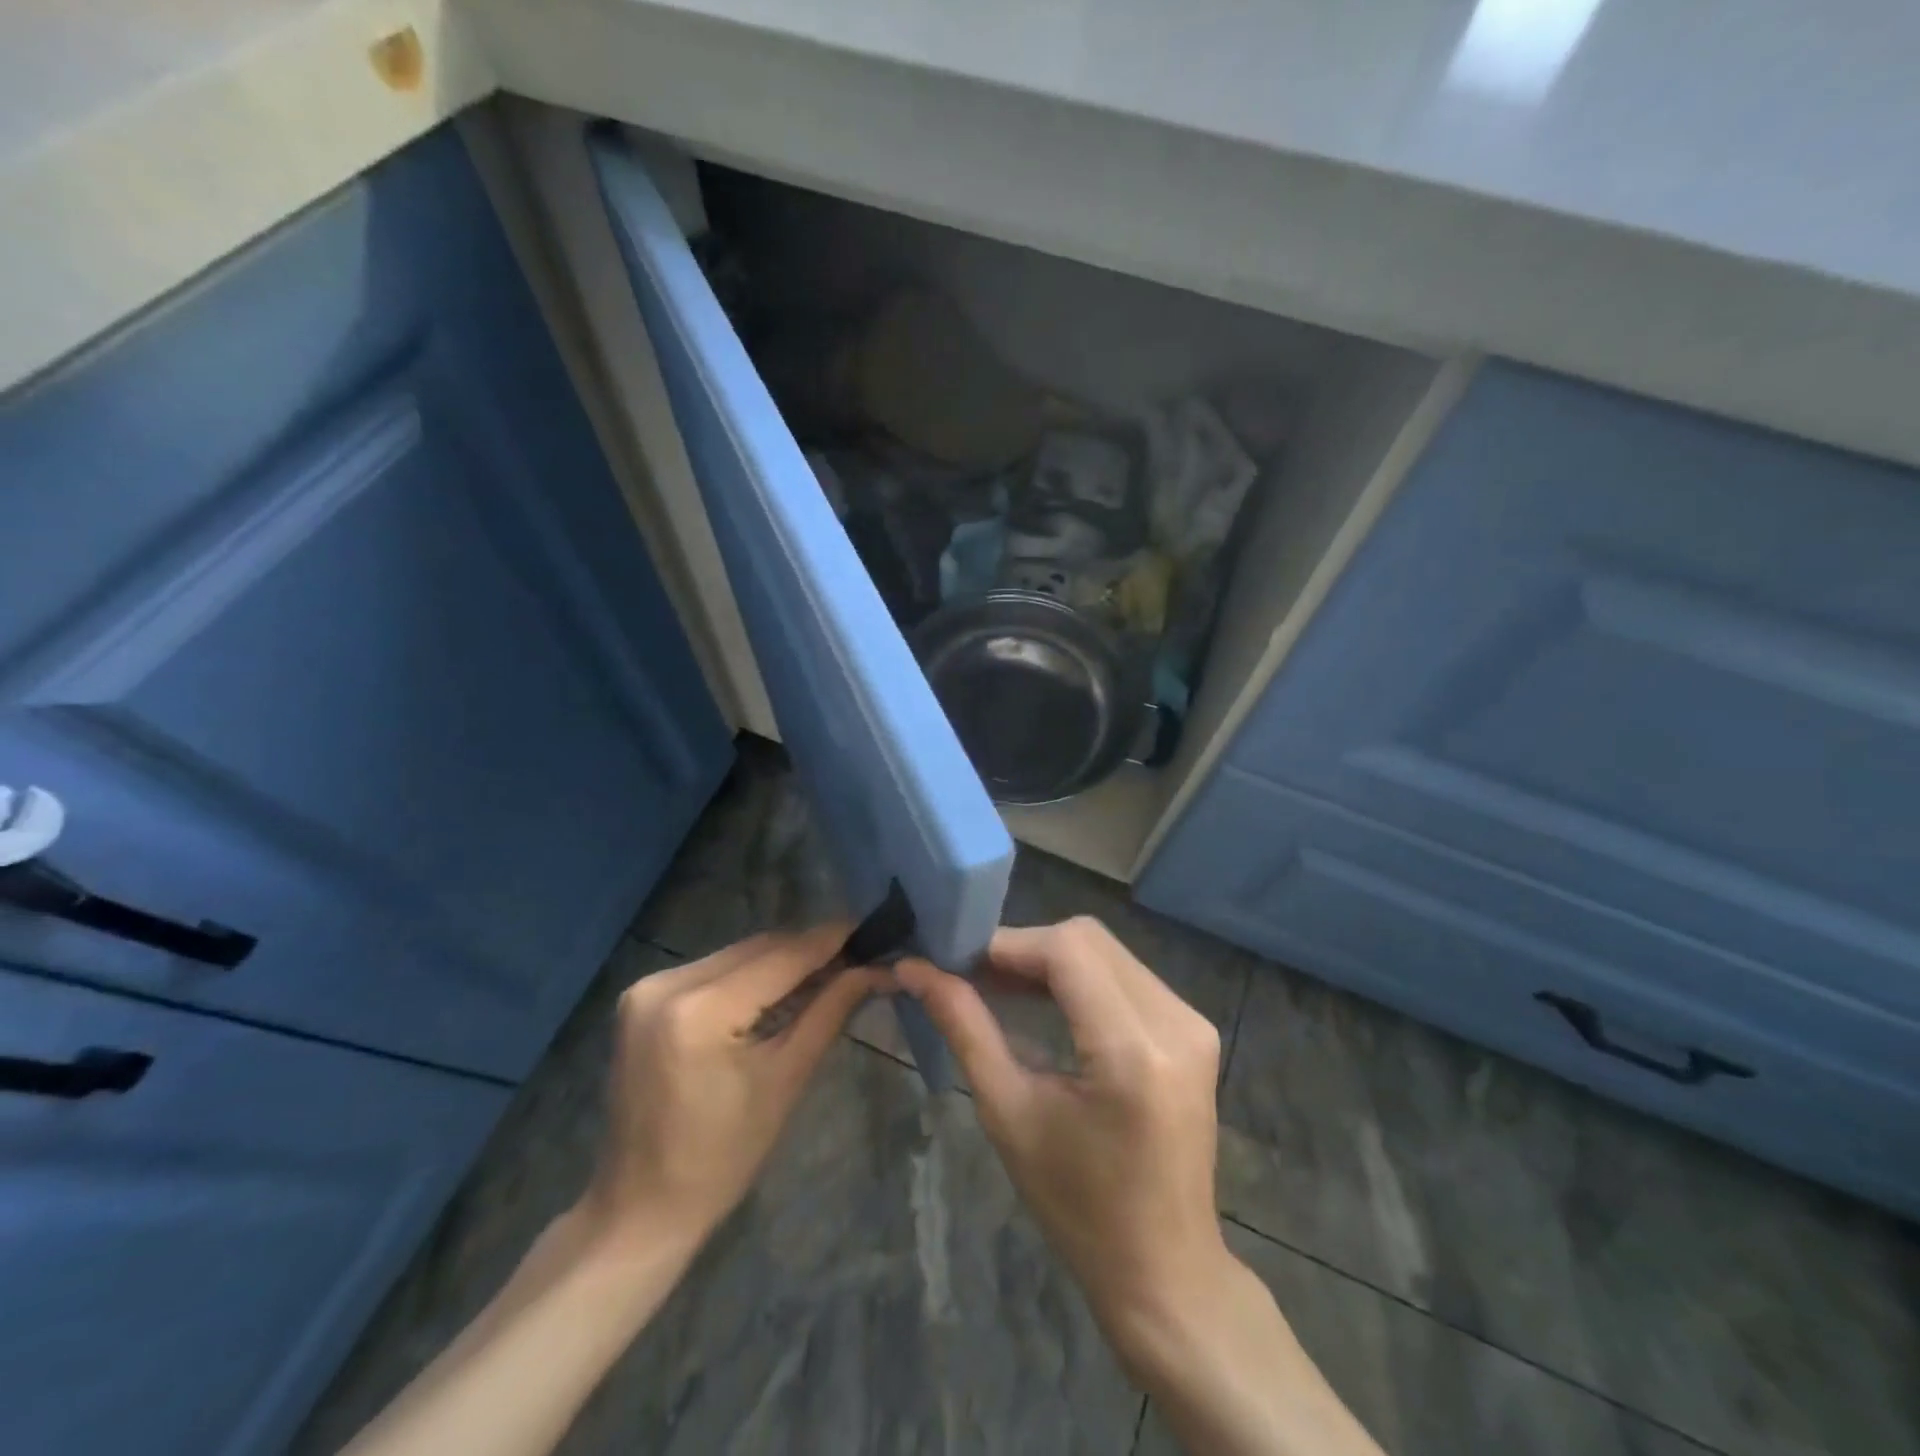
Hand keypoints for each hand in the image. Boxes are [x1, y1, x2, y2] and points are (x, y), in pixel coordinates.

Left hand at [582, 926, 888, 1251]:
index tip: (871, 928)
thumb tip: (874, 969)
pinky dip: (749, 975)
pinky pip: (712, 970)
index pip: (781, 956)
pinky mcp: (642, 998)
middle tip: (857, 955)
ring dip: (780, 960)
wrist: (640, 1207)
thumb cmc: (722, 1158)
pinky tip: (779, 988)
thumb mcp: (786, 1079)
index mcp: (700, 1010)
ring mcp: (647, 988)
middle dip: (808, 950)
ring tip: (827, 970)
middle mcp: (667, 984)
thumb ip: (830, 1011)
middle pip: (757, 949)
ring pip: (735, 955)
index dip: (830, 940)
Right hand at [896, 917, 1230, 1356]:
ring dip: (1050, 959)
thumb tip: (915, 969)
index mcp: (1132, 1050)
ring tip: (999, 986)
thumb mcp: (1009, 1114)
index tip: (955, 960)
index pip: (1065, 950)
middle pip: (1087, 939)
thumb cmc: (1077, 1207)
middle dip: (1024, 948)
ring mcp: (1192, 1021)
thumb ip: (965, 1027)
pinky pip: (1125, 973)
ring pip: (1106, 950)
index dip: (1006, 944)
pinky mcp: (1194, 1028)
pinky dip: (1079, 976)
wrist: (1164, 1268)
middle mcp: (1174, 1021)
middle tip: (973, 975)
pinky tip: (1044, 1000)